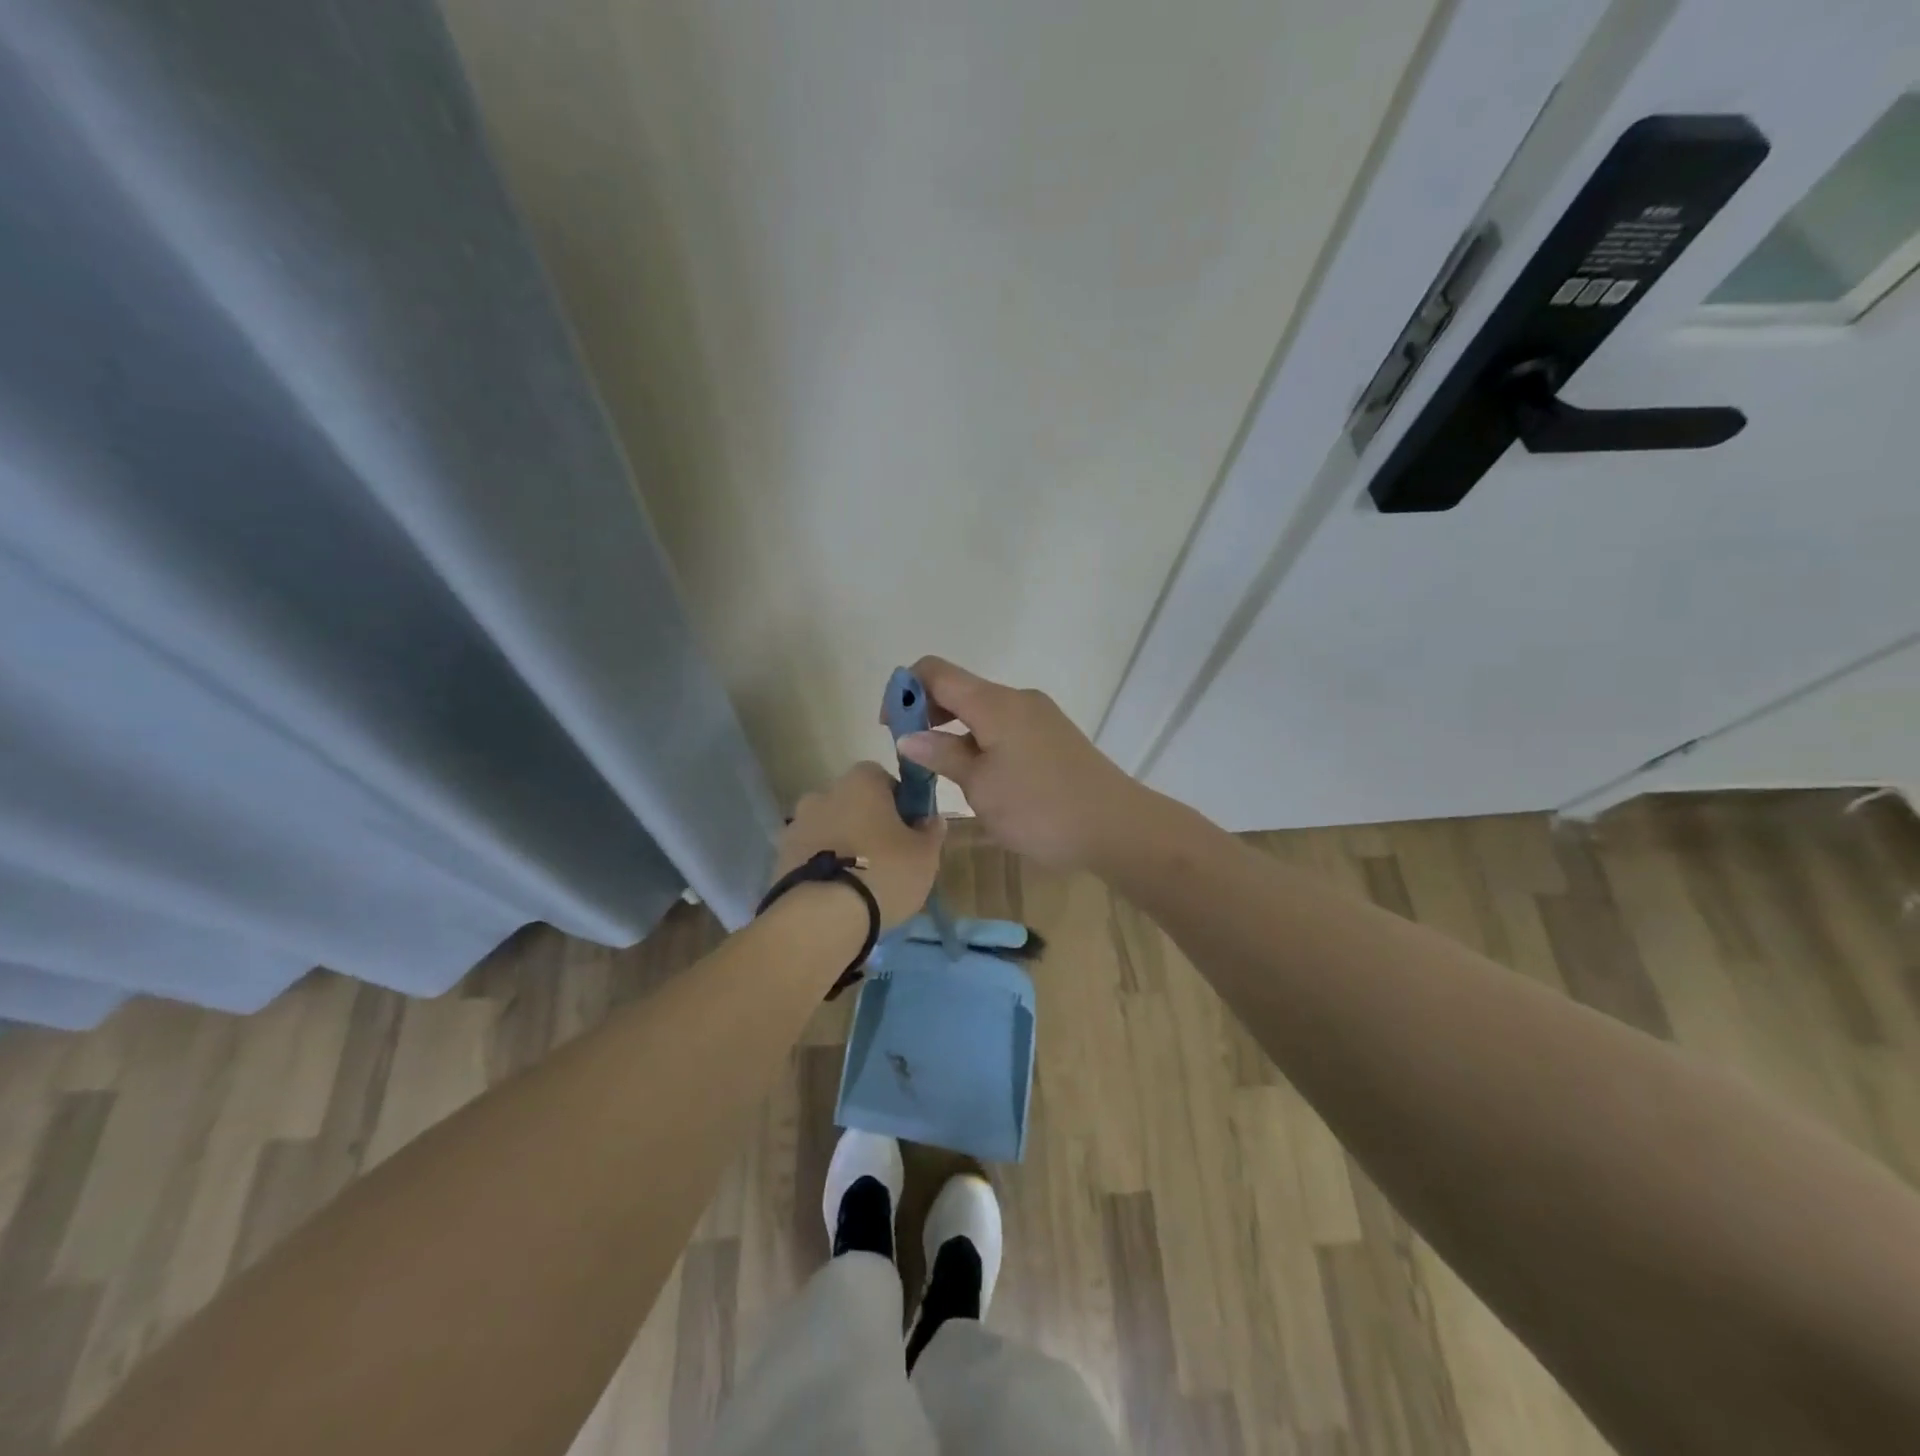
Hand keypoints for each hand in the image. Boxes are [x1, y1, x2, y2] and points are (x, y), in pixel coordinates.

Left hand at [774, 762, 944, 928]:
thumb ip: (931, 831)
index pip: (883, 778)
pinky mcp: (779, 857)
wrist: (821, 918)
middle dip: (867, 823)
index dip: (898, 801)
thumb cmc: (883, 873)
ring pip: (829, 829)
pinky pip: (809, 855)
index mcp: (861, 782)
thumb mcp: (925, 855)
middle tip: (886, 857)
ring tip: (859, 882)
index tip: (908, 829)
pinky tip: (836, 894)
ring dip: (842, 845)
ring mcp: (797, 825)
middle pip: (852, 803)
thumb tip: (931, 819)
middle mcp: (823, 793)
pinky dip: (822, 866)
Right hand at [892, 656, 1145, 870]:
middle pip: (959, 689)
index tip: (890, 727)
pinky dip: (981, 739)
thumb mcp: (981, 787)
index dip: (905, 690)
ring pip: (983, 710)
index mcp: (995, 703)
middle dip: (928, 713)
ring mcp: (1039, 716)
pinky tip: (980, 776)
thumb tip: (909, 737)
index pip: (936, 672)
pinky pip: (1005, 726)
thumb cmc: (1039, 808)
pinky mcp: (1053, 736)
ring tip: (944, 771)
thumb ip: (942, 756)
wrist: (1116, 826)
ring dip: (955, 730)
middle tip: (914, 755)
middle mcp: (1018, 698)